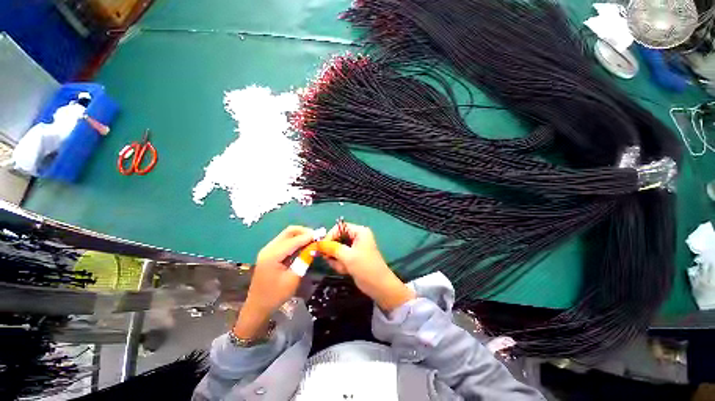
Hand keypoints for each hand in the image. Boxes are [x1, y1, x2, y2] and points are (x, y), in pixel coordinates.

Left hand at [233, 226, 314, 339]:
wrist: (258, 306)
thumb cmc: (276, 295)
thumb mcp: (293, 278)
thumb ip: (304, 260)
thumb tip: (315, 247)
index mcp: (272, 255)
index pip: (293, 240)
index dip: (308, 237)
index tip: (322, 235)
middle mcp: (269, 248)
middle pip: (289, 232)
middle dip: (304, 232)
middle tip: (317, 236)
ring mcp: (268, 249)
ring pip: (287, 235)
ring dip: (301, 235)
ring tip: (313, 240)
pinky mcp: (270, 253)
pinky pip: (285, 241)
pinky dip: (296, 240)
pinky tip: (304, 245)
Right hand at [324, 223, 414, 311]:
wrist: (379, 287)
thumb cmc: (366, 268)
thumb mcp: (348, 257)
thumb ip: (333, 248)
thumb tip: (318, 243)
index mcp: (359, 232)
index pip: (340, 227)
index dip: (330, 235)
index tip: (322, 247)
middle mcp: (357, 237)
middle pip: (337, 238)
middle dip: (334, 251)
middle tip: (331, 260)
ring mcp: (355, 247)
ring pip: (337, 249)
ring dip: (337, 260)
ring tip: (344, 268)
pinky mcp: (353, 257)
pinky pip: (340, 257)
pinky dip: (340, 264)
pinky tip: (346, 271)